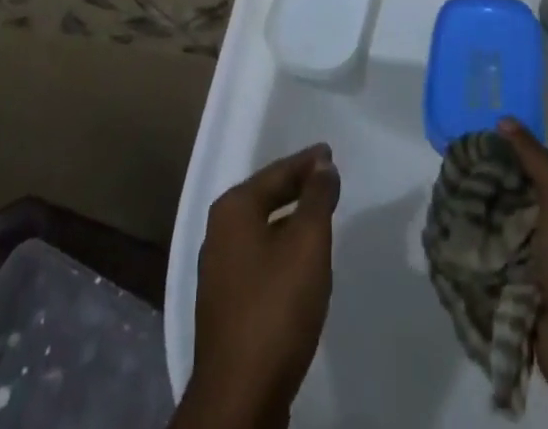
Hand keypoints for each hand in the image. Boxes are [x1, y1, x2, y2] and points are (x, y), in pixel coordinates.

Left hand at [177, 144, 341, 428]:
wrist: (239, 395)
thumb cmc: (275, 307)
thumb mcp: (307, 244)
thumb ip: (317, 199)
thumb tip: (323, 165)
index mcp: (233, 208)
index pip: (277, 172)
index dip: (306, 162)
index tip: (329, 152)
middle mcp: (219, 231)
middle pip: (265, 196)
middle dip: (296, 187)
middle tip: (326, 177)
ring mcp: (218, 269)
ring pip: (261, 228)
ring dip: (289, 218)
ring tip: (317, 213)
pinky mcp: (226, 303)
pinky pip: (259, 256)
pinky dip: (280, 246)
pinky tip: (298, 260)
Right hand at [500, 120, 547, 400]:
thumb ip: (534, 157)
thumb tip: (505, 119)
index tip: (512, 154)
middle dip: (523, 196)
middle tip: (488, 176)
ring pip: (539, 239)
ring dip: (511, 227)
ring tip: (475, 201)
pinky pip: (527, 268)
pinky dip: (507, 257)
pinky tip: (480, 237)